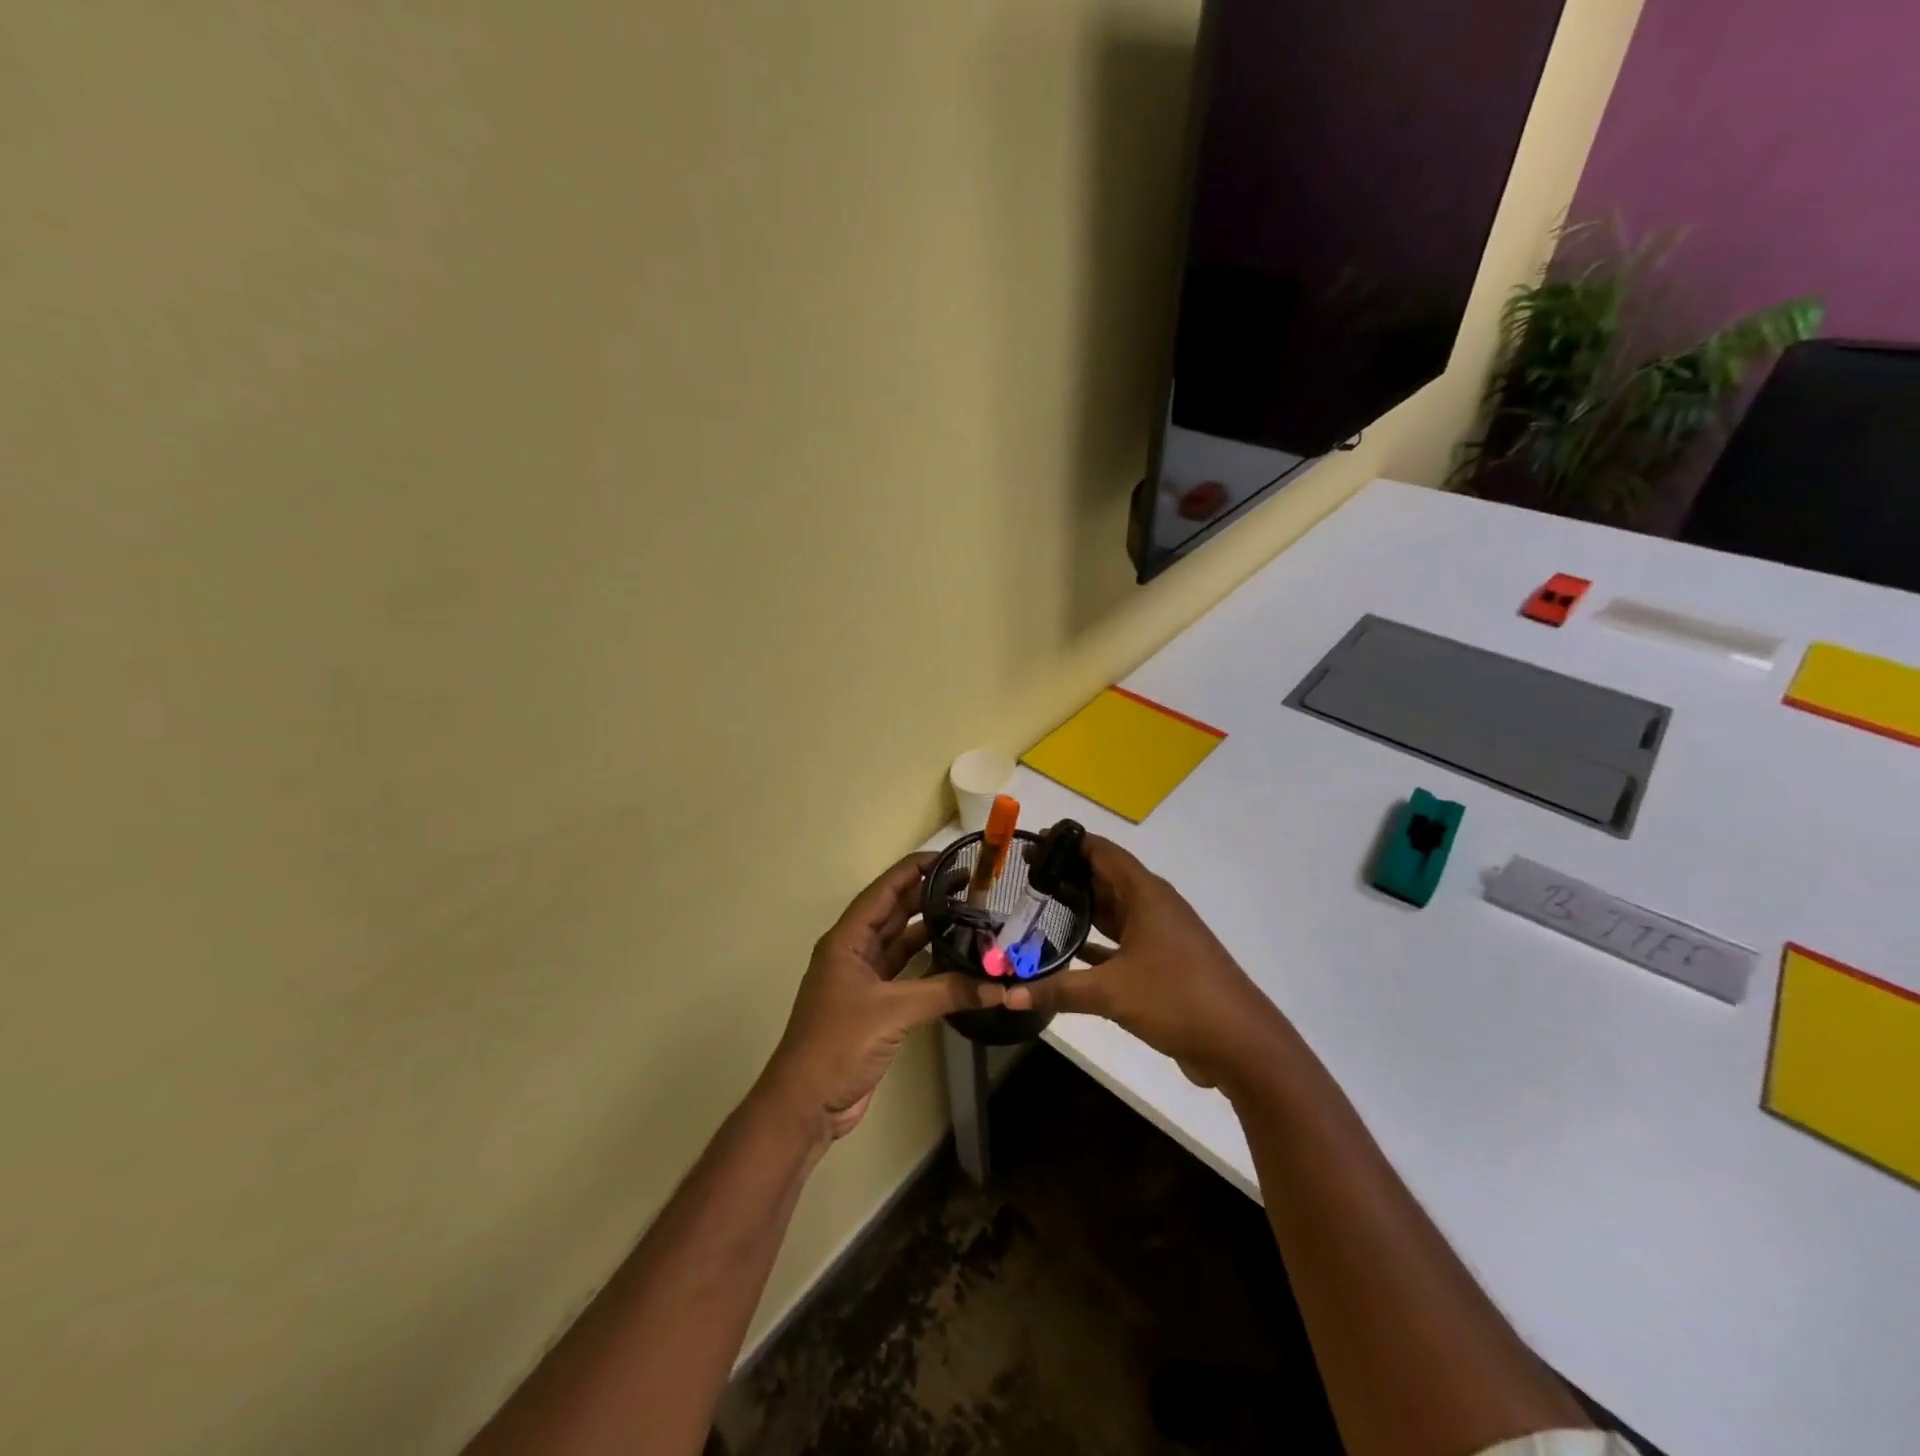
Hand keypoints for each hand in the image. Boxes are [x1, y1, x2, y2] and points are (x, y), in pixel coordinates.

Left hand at [762, 853, 1005, 1141]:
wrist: (807, 1103)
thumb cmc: (838, 1043)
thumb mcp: (892, 1011)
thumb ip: (946, 993)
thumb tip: (998, 986)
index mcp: (846, 940)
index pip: (883, 892)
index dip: (913, 871)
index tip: (948, 857)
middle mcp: (854, 953)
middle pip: (894, 914)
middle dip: (928, 897)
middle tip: (971, 885)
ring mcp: (864, 981)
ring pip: (901, 944)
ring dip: (930, 930)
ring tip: (970, 916)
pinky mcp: (875, 1008)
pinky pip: (907, 975)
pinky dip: (929, 966)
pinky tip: (957, 959)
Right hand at [1004, 837, 1287, 1091]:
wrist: (1240, 1044)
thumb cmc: (1177, 998)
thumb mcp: (1112, 992)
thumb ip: (1058, 989)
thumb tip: (1008, 994)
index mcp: (1146, 894)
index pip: (1102, 852)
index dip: (1068, 844)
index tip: (1032, 843)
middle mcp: (1152, 906)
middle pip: (1104, 879)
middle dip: (1067, 876)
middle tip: (1022, 878)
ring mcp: (1158, 936)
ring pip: (1111, 912)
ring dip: (1079, 910)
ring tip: (1035, 908)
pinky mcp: (1161, 964)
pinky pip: (1119, 942)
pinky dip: (1093, 944)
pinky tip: (1064, 953)